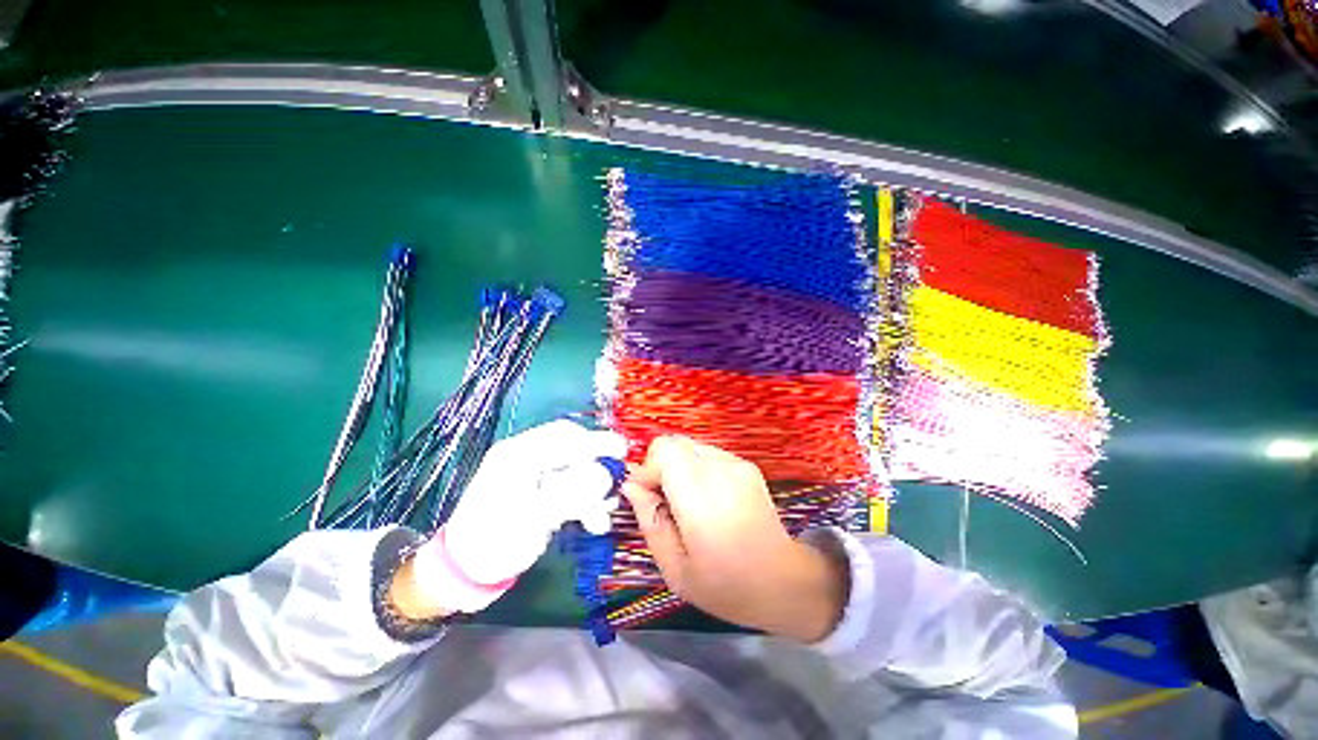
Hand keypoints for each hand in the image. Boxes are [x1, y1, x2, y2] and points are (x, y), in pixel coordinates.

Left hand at [402, 420, 625, 615]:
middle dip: (597, 467)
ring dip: (593, 489)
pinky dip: (584, 500)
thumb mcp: (534, 518)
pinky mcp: (539, 490)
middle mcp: (526, 456)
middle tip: (617, 482)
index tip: (623, 452)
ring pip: (574, 470)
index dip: (596, 441)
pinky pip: (569, 486)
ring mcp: (533, 473)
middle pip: (573, 450)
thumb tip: (606, 474)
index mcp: (518, 454)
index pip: (565, 436)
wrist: (465, 572)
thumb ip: (572, 492)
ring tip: (604, 514)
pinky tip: (594, 520)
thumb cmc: (495, 543)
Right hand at [622, 436, 847, 642]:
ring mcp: (737, 464)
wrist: (784, 581)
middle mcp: (721, 470)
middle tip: (662, 500)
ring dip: (677, 466)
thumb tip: (631, 485)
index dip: (647, 469)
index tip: (646, 497)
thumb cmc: (726, 585)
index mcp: (701, 496)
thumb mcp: (674, 568)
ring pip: (689, 445)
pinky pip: (707, 453)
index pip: (664, 451)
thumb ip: (649, 519)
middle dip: (659, 465)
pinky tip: (706, 499)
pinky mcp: (747, 465)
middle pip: (674, 442)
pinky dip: (695, 468)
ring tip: (685, 502)